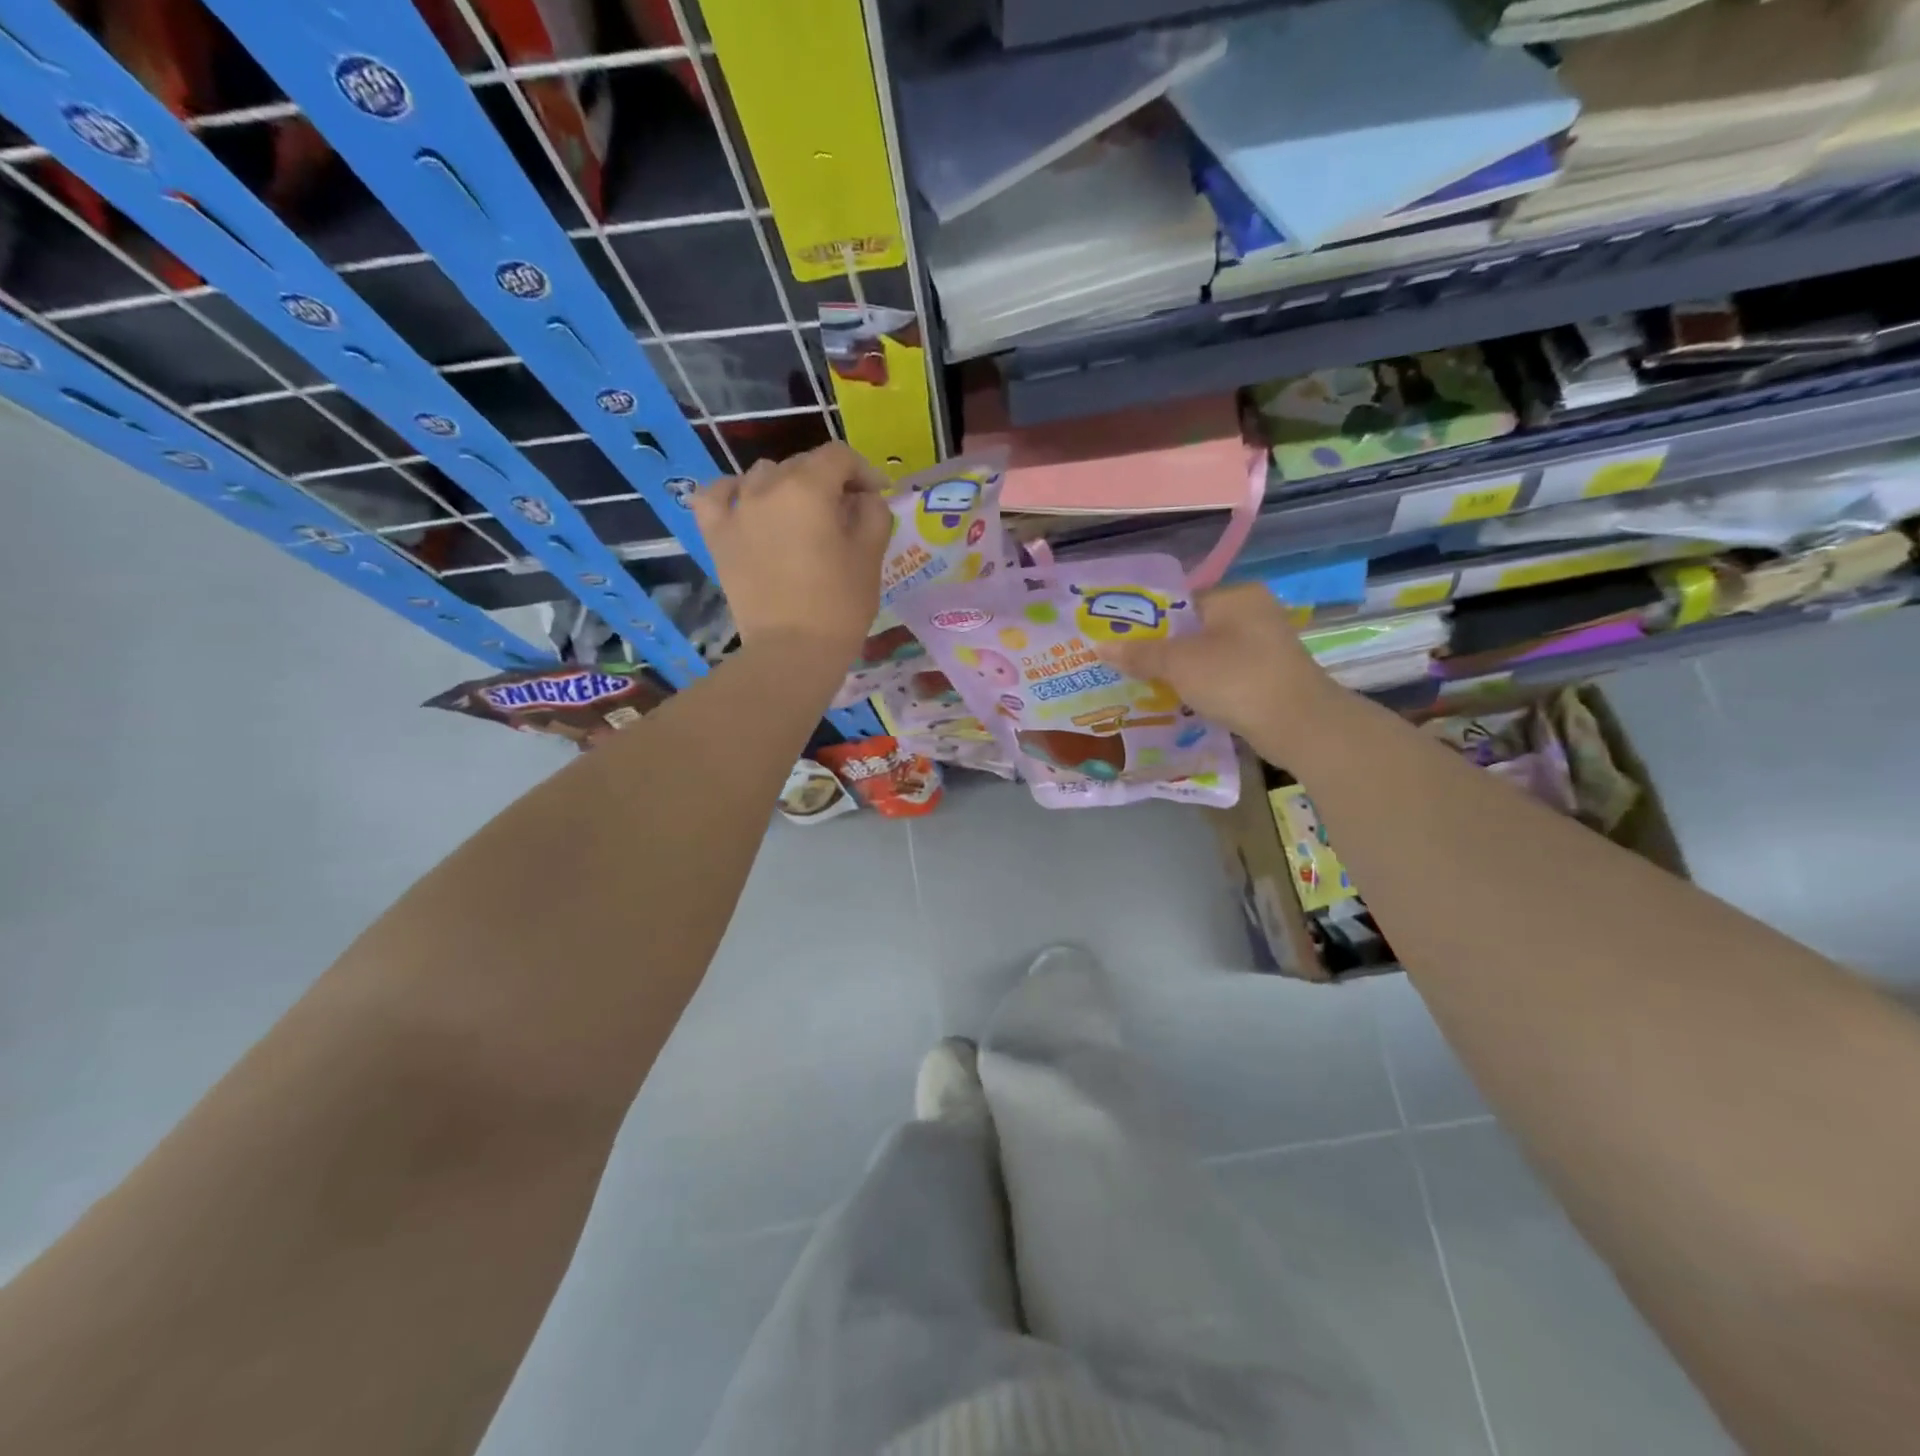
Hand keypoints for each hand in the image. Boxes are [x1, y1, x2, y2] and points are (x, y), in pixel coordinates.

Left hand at [691, 443, 892, 660]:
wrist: (792, 651)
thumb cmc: (839, 605)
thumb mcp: (871, 555)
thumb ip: (873, 512)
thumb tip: (862, 497)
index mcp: (808, 487)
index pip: (839, 457)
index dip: (864, 471)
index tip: (877, 495)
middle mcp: (766, 487)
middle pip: (802, 464)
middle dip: (830, 481)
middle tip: (847, 514)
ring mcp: (736, 510)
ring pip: (762, 475)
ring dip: (787, 486)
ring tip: (801, 516)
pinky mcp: (716, 536)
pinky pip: (716, 496)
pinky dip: (732, 493)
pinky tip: (747, 505)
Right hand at [1096, 583, 1334, 745]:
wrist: (1298, 724)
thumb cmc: (1236, 678)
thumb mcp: (1179, 663)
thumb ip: (1140, 653)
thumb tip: (1099, 647)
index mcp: (1236, 595)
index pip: (1180, 600)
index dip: (1147, 621)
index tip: (1119, 640)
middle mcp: (1254, 613)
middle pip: (1193, 628)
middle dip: (1161, 649)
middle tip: (1125, 666)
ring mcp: (1265, 646)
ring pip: (1207, 654)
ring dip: (1180, 671)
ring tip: (1144, 686)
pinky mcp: (1268, 677)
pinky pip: (1223, 675)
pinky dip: (1202, 686)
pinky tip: (1177, 701)